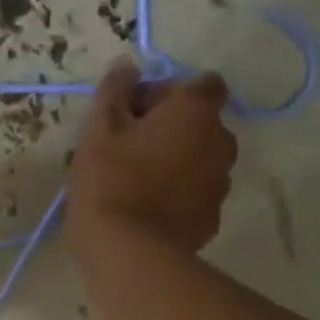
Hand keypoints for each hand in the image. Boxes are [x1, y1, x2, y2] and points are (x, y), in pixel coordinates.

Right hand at [65, 60, 236, 258]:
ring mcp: (220, 185)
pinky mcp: (211, 219)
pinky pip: (194, 194)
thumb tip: (128, 66)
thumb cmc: (110, 181)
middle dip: (170, 128)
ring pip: (198, 160)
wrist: (128, 254)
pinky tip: (146, 210)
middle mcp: (220, 143)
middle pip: (199, 123)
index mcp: (196, 113)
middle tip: (128, 147)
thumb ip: (115, 90)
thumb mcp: (99, 129)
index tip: (134, 111)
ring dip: (175, 162)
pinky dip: (177, 195)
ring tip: (136, 182)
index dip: (168, 92)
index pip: (201, 84)